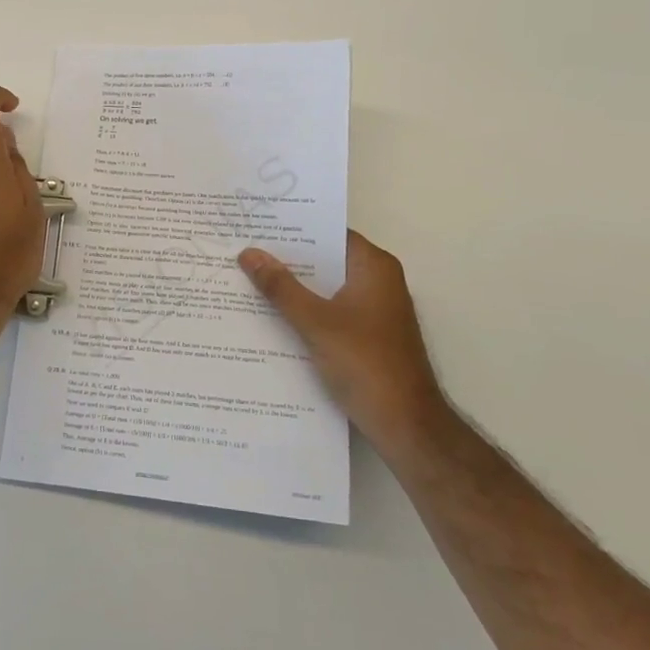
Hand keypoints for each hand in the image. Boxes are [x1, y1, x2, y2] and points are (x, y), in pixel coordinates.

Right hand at [239, 230, 445, 459]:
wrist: (406, 425)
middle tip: (243, 249)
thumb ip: (281, 287)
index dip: (294, 229)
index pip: (329, 233)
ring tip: (248, 278)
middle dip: (288, 258)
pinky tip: (272, 316)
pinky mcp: (368, 335)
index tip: (257, 224)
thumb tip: (248, 253)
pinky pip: (331, 310)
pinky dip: (306, 310)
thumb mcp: (315, 322)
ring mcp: (374, 310)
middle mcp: (378, 281)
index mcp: (373, 267)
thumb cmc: (365, 363)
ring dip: (294, 287)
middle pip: (326, 260)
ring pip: (326, 288)